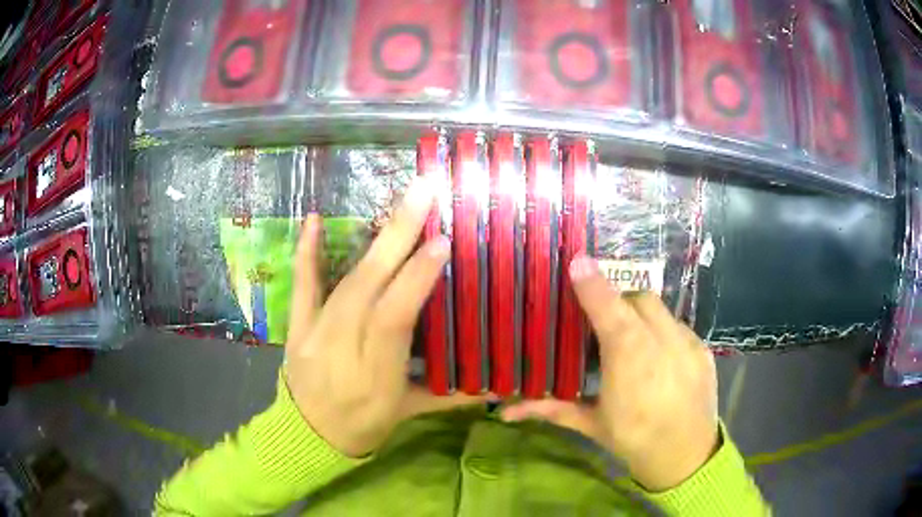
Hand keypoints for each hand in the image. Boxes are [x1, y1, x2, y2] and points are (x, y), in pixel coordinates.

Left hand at [284, 178, 485, 457]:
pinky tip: (312, 219)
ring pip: (344, 284)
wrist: (307, 435)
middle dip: (396, 239)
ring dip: (372, 241)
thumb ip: (452, 396)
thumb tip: (501, 385)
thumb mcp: (407, 413)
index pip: (393, 320)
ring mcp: (314, 335)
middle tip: (422, 194)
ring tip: (400, 202)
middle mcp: (342, 350)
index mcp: (375, 377)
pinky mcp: (297, 326)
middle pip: (367, 290)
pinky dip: (306, 253)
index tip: (440, 245)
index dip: (414, 282)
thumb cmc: (364, 425)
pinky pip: (301, 287)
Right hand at [502, 255, 718, 491]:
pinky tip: (658, 358)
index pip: (609, 310)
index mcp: (629, 361)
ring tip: (632, 342)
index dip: (592, 285)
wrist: (686, 456)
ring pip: (661, 310)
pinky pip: (679, 326)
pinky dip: (663, 332)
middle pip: (638, 299)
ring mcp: (687, 344)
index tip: (576, 263)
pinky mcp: (703, 349)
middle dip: (619, 302)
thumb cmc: (633, 439)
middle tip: (605, 323)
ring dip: (642, 316)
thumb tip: (504, 411)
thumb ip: (550, 409)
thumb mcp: (591, 425)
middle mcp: (661, 343)